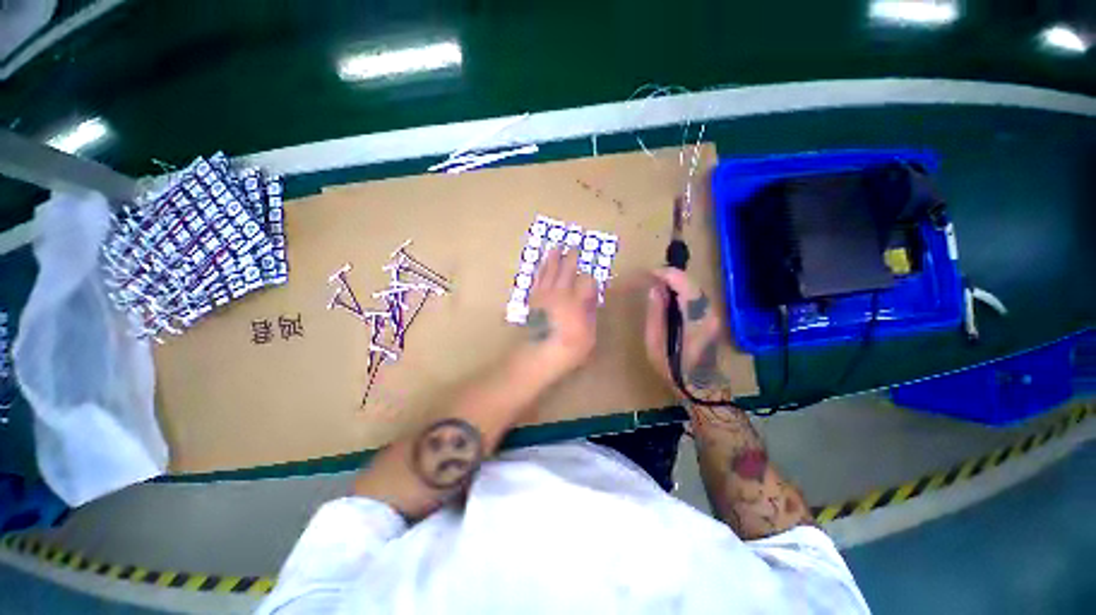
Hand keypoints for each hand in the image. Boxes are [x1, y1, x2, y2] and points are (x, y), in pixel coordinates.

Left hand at [522, 248, 598, 376]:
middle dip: (571, 257)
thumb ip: (590, 314)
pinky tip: (540, 266)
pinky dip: (540, 271)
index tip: (593, 277)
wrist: (538, 355)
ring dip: (553, 258)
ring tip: (555, 247)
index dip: (591, 278)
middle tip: (573, 246)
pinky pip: (537, 280)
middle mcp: (560, 294)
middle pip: (566, 270)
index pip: (586, 281)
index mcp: (576, 302)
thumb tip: (590, 298)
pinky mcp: (533, 300)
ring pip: (549, 272)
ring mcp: (544, 296)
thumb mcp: (589, 335)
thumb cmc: (569, 349)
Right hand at [643, 268, 732, 401]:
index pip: (686, 286)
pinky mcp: (713, 318)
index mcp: (696, 319)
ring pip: (697, 288)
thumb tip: (656, 290)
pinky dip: (684, 290)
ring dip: (678, 282)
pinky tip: (671, 294)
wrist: (699, 386)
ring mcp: (714, 315)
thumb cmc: (673, 368)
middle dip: (672, 276)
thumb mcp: (656, 343)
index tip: (651, 273)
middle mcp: (710, 313)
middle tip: (653, 276)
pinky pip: (698, 296)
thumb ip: (656, 314)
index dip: (668, 275)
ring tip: (659, 282)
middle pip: (693, 284)